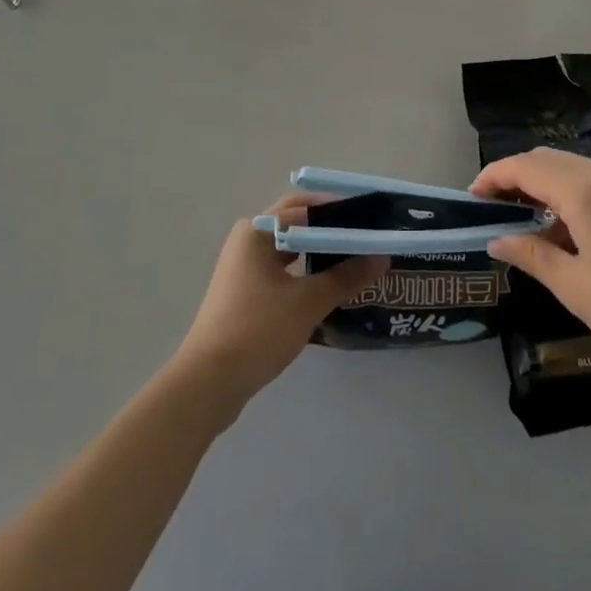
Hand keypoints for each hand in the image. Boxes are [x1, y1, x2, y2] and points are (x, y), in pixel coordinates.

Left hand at [172, 195, 386, 418]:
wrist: (208, 384)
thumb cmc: (257, 330)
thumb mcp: (308, 302)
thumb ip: (346, 277)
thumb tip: (382, 257)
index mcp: (258, 231)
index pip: (306, 206)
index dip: (340, 211)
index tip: (372, 219)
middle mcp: (248, 241)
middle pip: (298, 225)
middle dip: (331, 231)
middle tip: (366, 239)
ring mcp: (244, 269)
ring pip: (290, 250)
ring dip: (320, 253)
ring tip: (355, 262)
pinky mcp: (245, 294)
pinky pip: (283, 272)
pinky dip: (306, 273)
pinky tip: (330, 288)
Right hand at [472, 148, 590, 388]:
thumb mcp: (574, 287)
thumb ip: (532, 254)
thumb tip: (497, 240)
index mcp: (585, 192)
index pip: (526, 168)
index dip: (494, 176)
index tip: (472, 198)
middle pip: (548, 159)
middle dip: (516, 176)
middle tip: (493, 207)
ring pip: (572, 167)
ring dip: (543, 183)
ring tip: (524, 219)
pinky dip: (570, 192)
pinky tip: (565, 227)